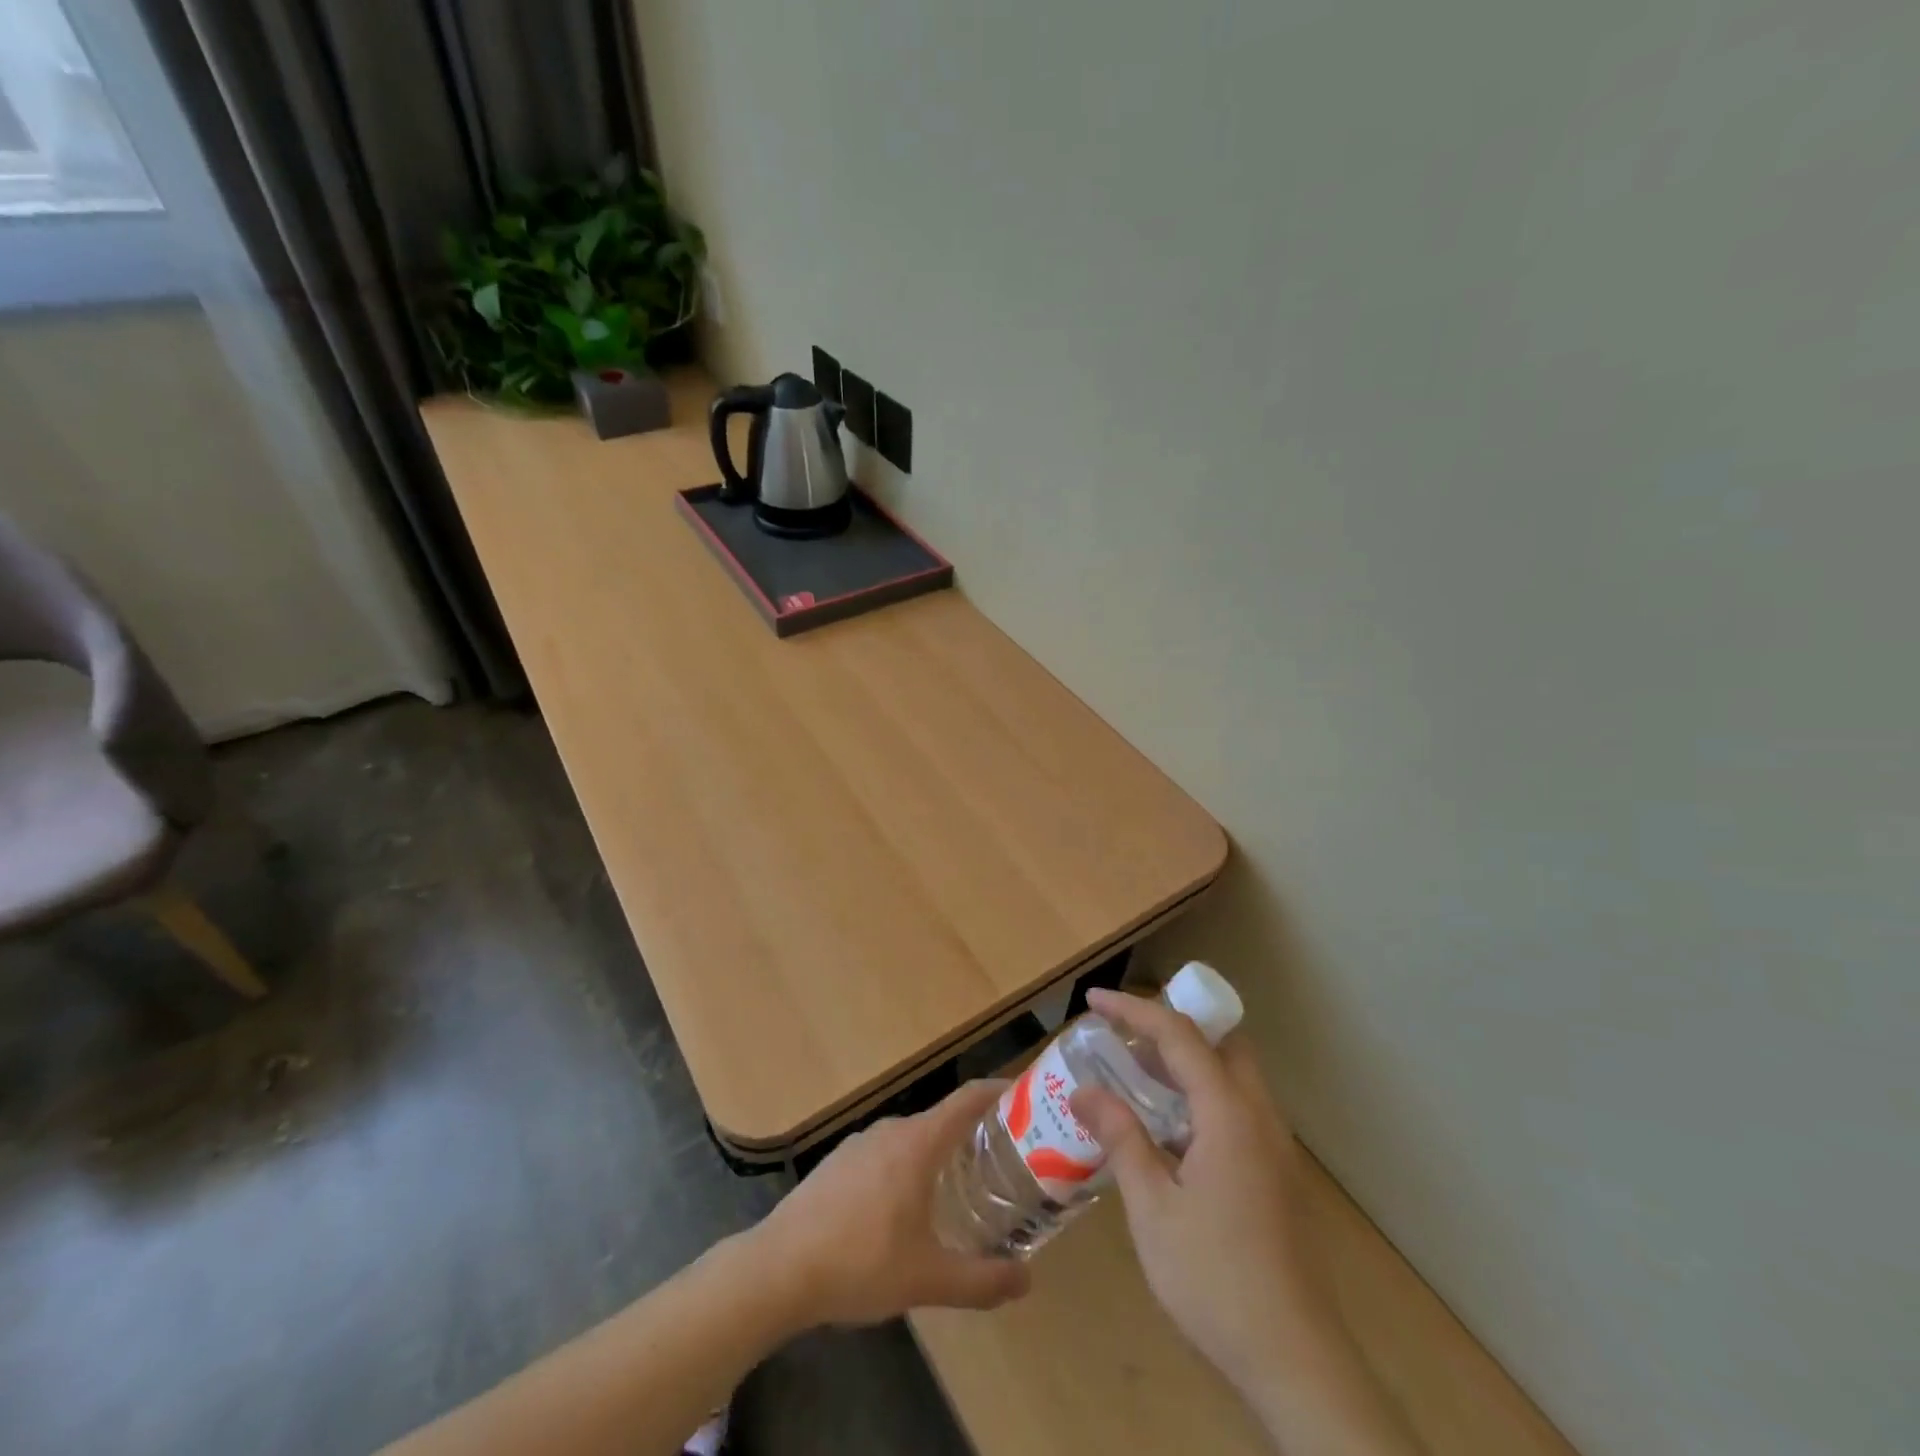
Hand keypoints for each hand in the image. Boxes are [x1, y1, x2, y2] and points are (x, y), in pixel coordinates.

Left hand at [753, 1081, 1031, 1327]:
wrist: (778, 1267)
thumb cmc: (860, 1263)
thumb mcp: (927, 1280)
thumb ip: (981, 1280)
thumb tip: (1027, 1280)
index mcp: (917, 1143)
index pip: (967, 1099)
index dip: (997, 1091)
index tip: (1025, 1096)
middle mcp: (891, 1131)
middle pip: (942, 1120)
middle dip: (974, 1135)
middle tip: (1004, 1161)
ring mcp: (860, 1144)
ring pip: (912, 1139)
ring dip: (939, 1154)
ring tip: (962, 1187)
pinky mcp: (838, 1163)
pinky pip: (886, 1154)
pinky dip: (908, 1167)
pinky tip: (906, 1208)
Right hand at [1070, 989, 1333, 1390]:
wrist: (1295, 1361)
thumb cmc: (1214, 1279)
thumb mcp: (1152, 1208)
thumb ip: (1121, 1138)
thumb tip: (1084, 1091)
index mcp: (1229, 1114)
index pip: (1179, 1035)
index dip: (1133, 1010)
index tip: (1094, 1000)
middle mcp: (1259, 1117)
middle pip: (1220, 1042)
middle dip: (1171, 1027)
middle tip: (1125, 1038)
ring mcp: (1274, 1146)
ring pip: (1233, 1075)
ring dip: (1188, 1062)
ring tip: (1139, 1075)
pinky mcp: (1277, 1174)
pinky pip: (1238, 1107)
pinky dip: (1203, 1094)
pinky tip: (1170, 1130)